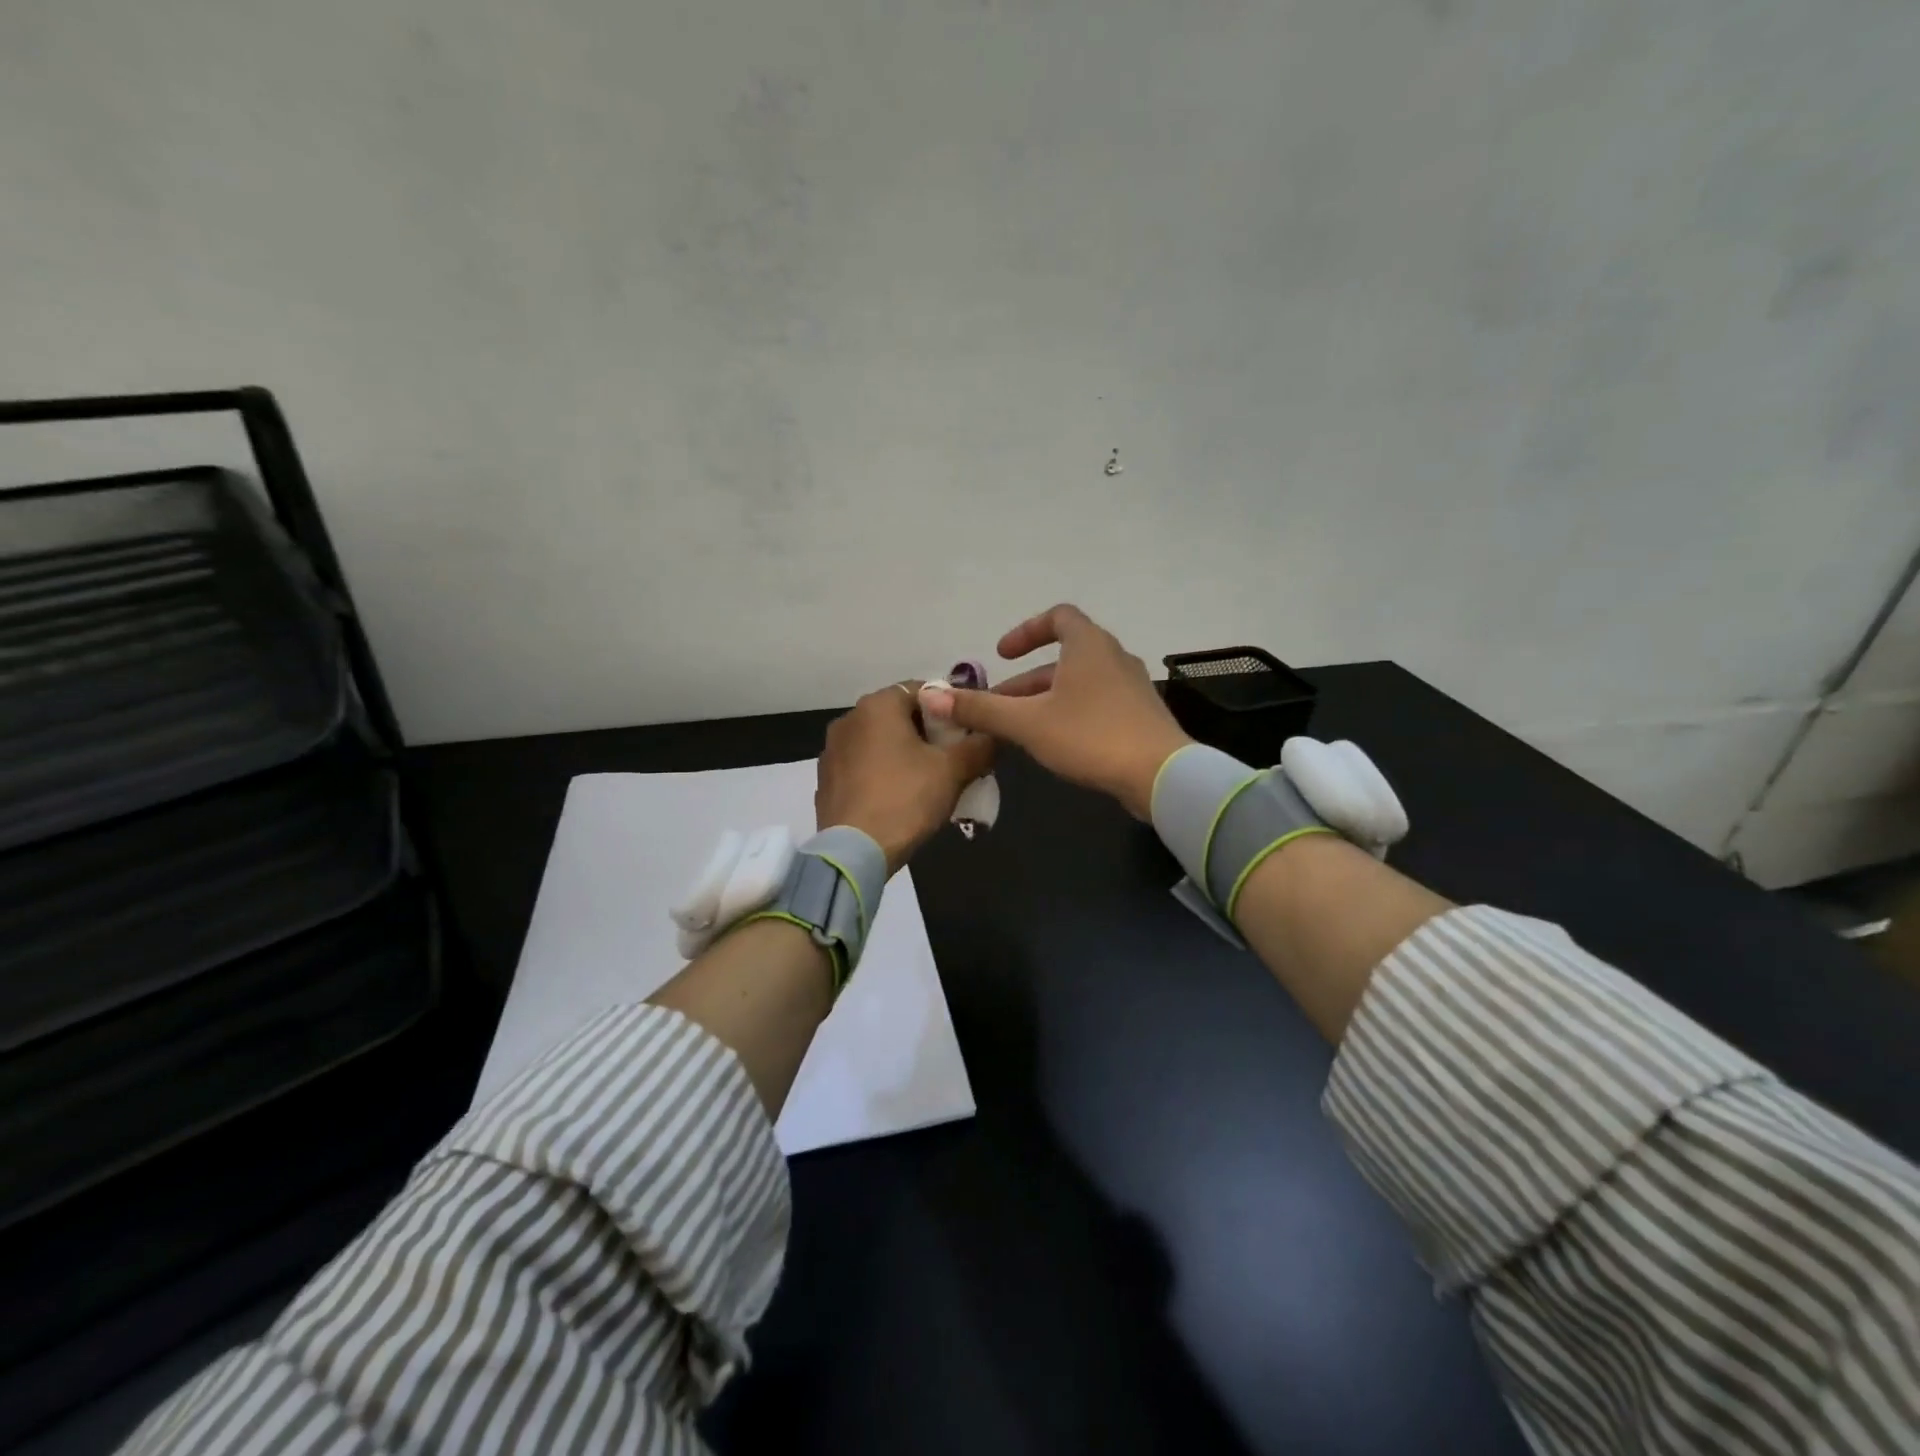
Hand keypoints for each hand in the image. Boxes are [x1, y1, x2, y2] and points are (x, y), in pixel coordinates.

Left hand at [816, 683, 995, 873]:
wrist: (854, 852)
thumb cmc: (906, 799)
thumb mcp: (954, 770)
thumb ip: (980, 746)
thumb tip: (995, 734)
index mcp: (878, 705)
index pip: (923, 690)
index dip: (950, 710)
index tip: (967, 733)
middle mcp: (849, 718)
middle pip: (899, 716)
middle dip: (927, 733)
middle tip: (952, 760)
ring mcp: (832, 750)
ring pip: (879, 742)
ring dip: (903, 754)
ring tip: (927, 782)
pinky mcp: (826, 779)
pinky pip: (862, 766)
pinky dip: (881, 773)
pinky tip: (897, 799)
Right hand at [923, 605, 1191, 818]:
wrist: (1161, 775)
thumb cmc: (1091, 736)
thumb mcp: (1027, 722)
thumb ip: (980, 709)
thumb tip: (930, 696)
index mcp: (1089, 645)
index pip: (1058, 617)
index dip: (1027, 631)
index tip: (1002, 654)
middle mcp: (1113, 657)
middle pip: (1064, 657)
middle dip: (1026, 681)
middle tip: (998, 706)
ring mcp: (1132, 687)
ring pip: (1079, 684)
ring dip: (1046, 700)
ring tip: (1019, 730)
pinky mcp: (1140, 716)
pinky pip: (1097, 704)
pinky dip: (1070, 713)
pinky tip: (1056, 745)